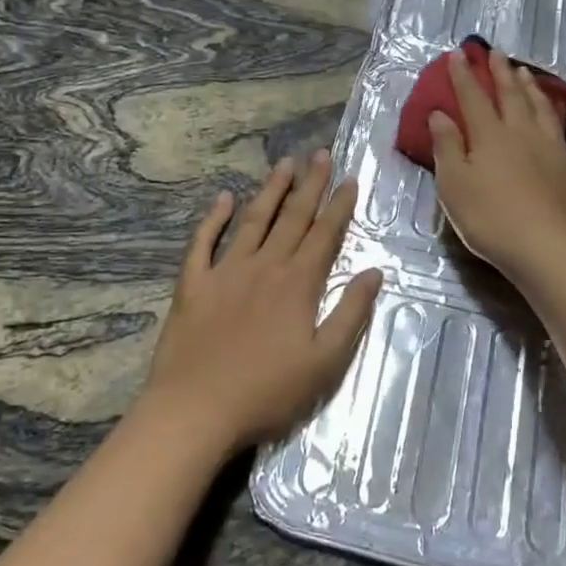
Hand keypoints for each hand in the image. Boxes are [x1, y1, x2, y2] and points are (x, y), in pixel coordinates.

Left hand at [145, 151, 381, 456]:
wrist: (195, 410)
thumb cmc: (267, 392)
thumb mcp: (325, 362)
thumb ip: (351, 314)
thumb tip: (373, 272)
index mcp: (297, 284)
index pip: (324, 235)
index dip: (339, 206)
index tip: (350, 179)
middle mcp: (264, 266)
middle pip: (291, 217)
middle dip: (309, 184)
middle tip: (319, 154)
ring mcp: (225, 271)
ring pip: (252, 220)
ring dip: (270, 190)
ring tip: (284, 164)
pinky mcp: (192, 284)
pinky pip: (202, 242)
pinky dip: (212, 218)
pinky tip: (222, 198)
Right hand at [429, 48, 565, 277]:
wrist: (545, 247)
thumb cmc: (489, 219)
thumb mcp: (453, 185)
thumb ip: (446, 147)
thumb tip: (439, 113)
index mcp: (490, 136)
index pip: (473, 98)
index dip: (463, 76)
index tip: (457, 54)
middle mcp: (523, 133)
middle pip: (511, 96)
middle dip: (501, 73)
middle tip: (496, 53)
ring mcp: (556, 149)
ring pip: (544, 110)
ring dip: (534, 89)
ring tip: (527, 73)